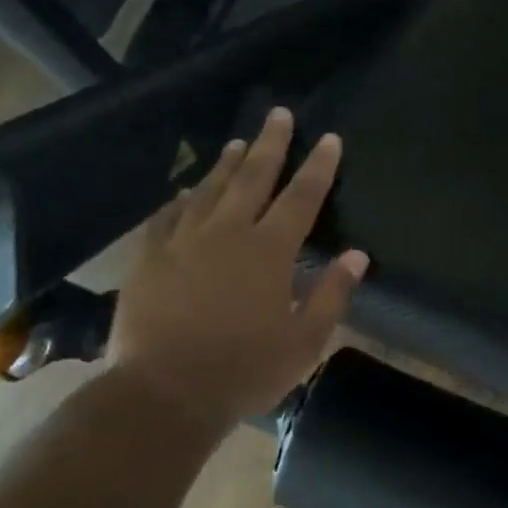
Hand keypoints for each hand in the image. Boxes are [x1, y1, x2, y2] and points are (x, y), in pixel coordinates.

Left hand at [105, 107, 367, 437]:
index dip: (318, 166)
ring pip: (209, 190)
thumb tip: (357, 255)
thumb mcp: (304, 342)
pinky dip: (180, 200)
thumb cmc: (244, 371)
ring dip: (226, 164)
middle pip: (253, 178)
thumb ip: (332, 294)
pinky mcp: (150, 258)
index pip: (301, 197)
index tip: (329, 139)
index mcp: (269, 251)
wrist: (164, 393)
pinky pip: (167, 217)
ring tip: (237, 142)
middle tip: (279, 114)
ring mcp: (184, 242)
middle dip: (270, 144)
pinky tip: (185, 192)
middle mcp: (228, 233)